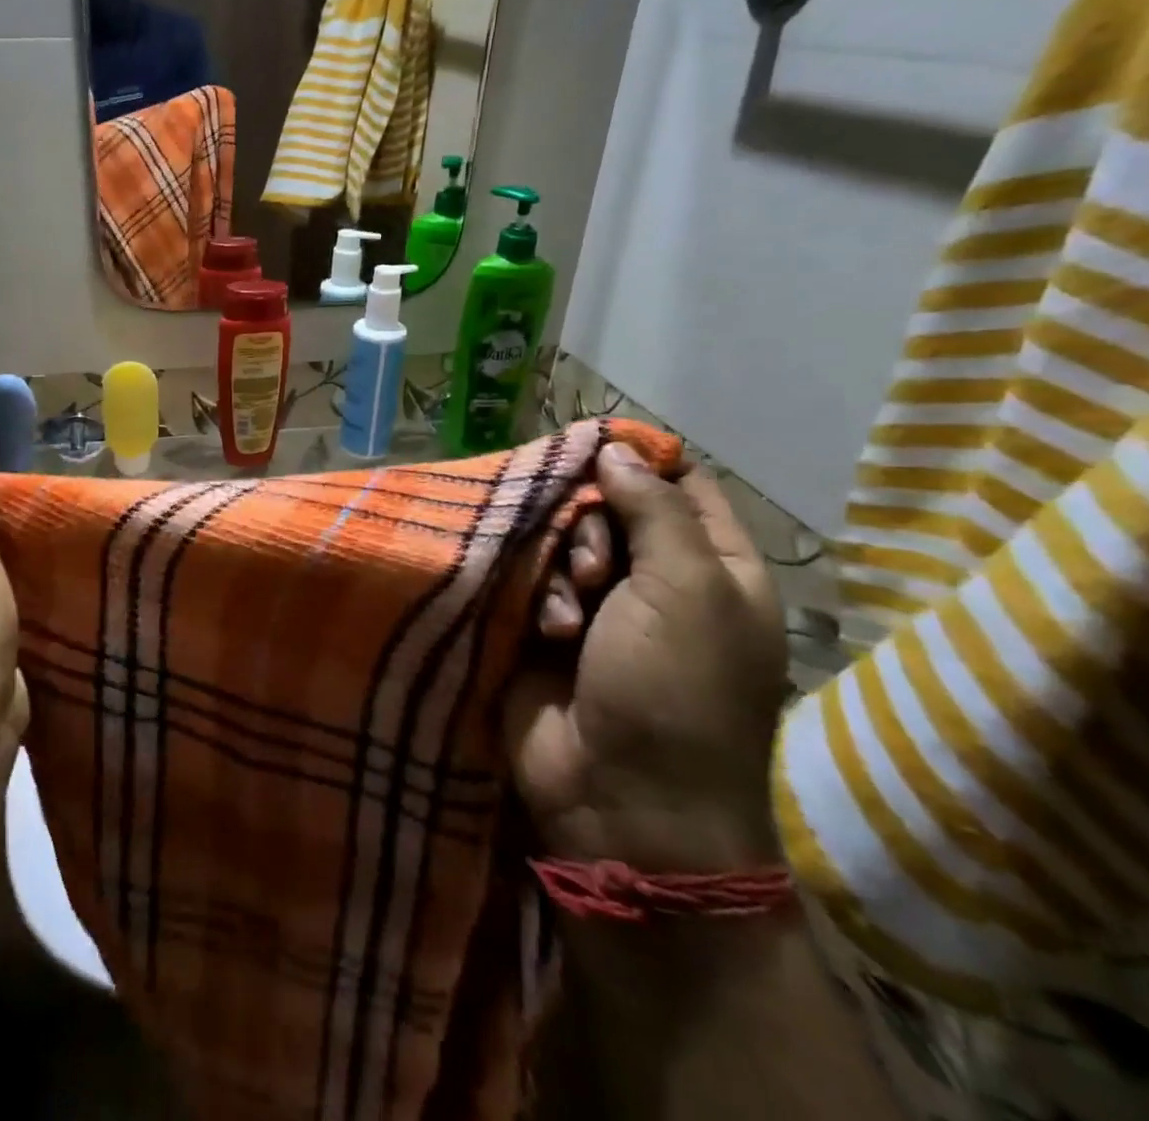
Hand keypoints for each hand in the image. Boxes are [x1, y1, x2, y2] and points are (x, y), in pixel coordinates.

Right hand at [505, 443, 789, 871]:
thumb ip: (655, 509)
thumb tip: (617, 451)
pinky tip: (544, 630)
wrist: (621, 798)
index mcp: (713, 567)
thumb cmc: (676, 690)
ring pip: (561, 539)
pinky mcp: (544, 626)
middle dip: (591, 524)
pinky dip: (537, 598)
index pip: (679, 484)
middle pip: (609, 507)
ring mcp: (597, 606)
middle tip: (596, 568)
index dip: (639, 459)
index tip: (592, 445)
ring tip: (568, 613)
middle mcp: (656, 579)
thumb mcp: (688, 589)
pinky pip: (530, 578)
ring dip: (561, 566)